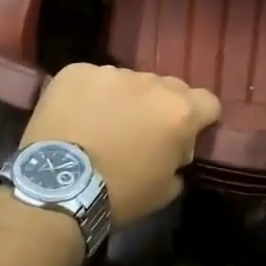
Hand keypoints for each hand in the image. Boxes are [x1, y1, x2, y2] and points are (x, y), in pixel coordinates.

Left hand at [20, 64, 219, 227]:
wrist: (57, 188)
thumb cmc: (119, 195)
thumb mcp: (166, 189)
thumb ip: (179, 158)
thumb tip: (176, 149)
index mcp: (179, 111)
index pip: (208, 102)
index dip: (200, 120)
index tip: (184, 137)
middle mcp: (151, 82)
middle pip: (169, 87)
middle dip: (161, 107)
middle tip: (141, 133)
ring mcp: (112, 72)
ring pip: (129, 81)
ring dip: (124, 99)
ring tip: (102, 125)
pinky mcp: (77, 71)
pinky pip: (93, 79)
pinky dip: (90, 95)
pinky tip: (76, 117)